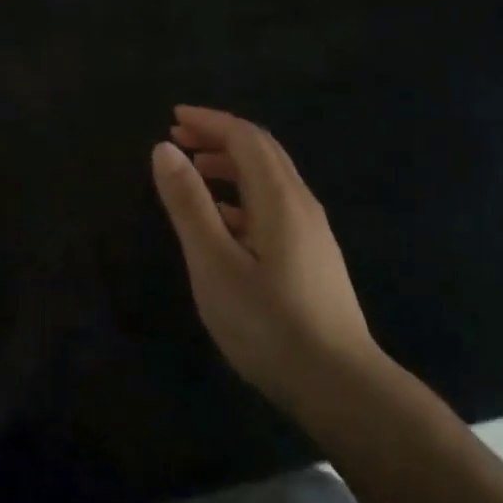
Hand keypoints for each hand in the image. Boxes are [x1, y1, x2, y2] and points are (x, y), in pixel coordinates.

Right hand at [151, 105, 393, 417]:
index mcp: (280, 199)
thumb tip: (164, 149)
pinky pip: (274, 206)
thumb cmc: (268, 323)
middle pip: (262, 152)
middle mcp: (301, 205)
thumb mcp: (214, 263)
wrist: (338, 384)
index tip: (173, 119)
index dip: (210, 121)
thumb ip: (188, 204)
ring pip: (270, 180)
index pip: (246, 138)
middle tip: (178, 138)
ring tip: (194, 170)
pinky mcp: (312, 257)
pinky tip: (222, 219)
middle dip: (220, 136)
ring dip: (231, 165)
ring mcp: (311, 232)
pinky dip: (242, 195)